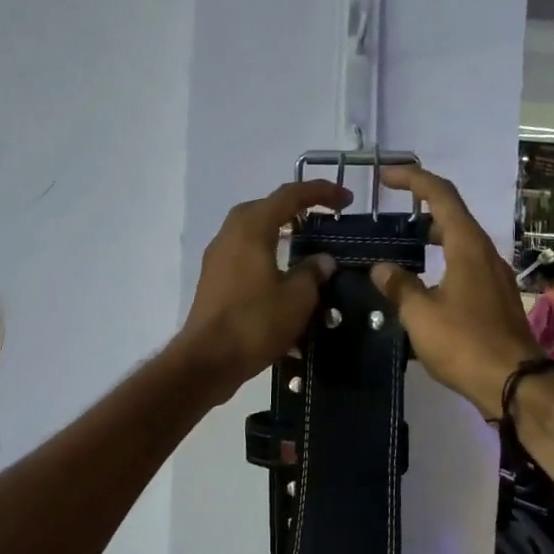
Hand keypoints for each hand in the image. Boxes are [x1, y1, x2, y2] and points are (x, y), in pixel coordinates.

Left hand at [177, 179, 351, 402]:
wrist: (207, 360)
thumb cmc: (254, 323)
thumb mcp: (297, 298)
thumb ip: (313, 272)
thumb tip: (323, 260)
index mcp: (252, 228)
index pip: (290, 196)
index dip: (321, 192)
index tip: (347, 199)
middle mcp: (230, 234)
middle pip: (266, 208)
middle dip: (296, 208)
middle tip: (324, 218)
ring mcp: (218, 257)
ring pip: (253, 232)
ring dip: (279, 232)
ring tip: (306, 245)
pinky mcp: (214, 280)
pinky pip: (245, 255)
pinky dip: (267, 255)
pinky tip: (283, 276)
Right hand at [367, 165, 543, 420]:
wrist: (515, 383)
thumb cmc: (465, 343)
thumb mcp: (420, 315)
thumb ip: (398, 286)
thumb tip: (381, 268)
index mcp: (467, 246)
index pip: (440, 195)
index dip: (413, 179)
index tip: (386, 176)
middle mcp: (485, 253)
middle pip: (453, 215)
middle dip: (422, 207)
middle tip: (390, 215)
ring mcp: (494, 276)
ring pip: (461, 242)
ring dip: (433, 236)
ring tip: (402, 247)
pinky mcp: (496, 298)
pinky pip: (466, 265)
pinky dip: (443, 260)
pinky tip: (424, 283)